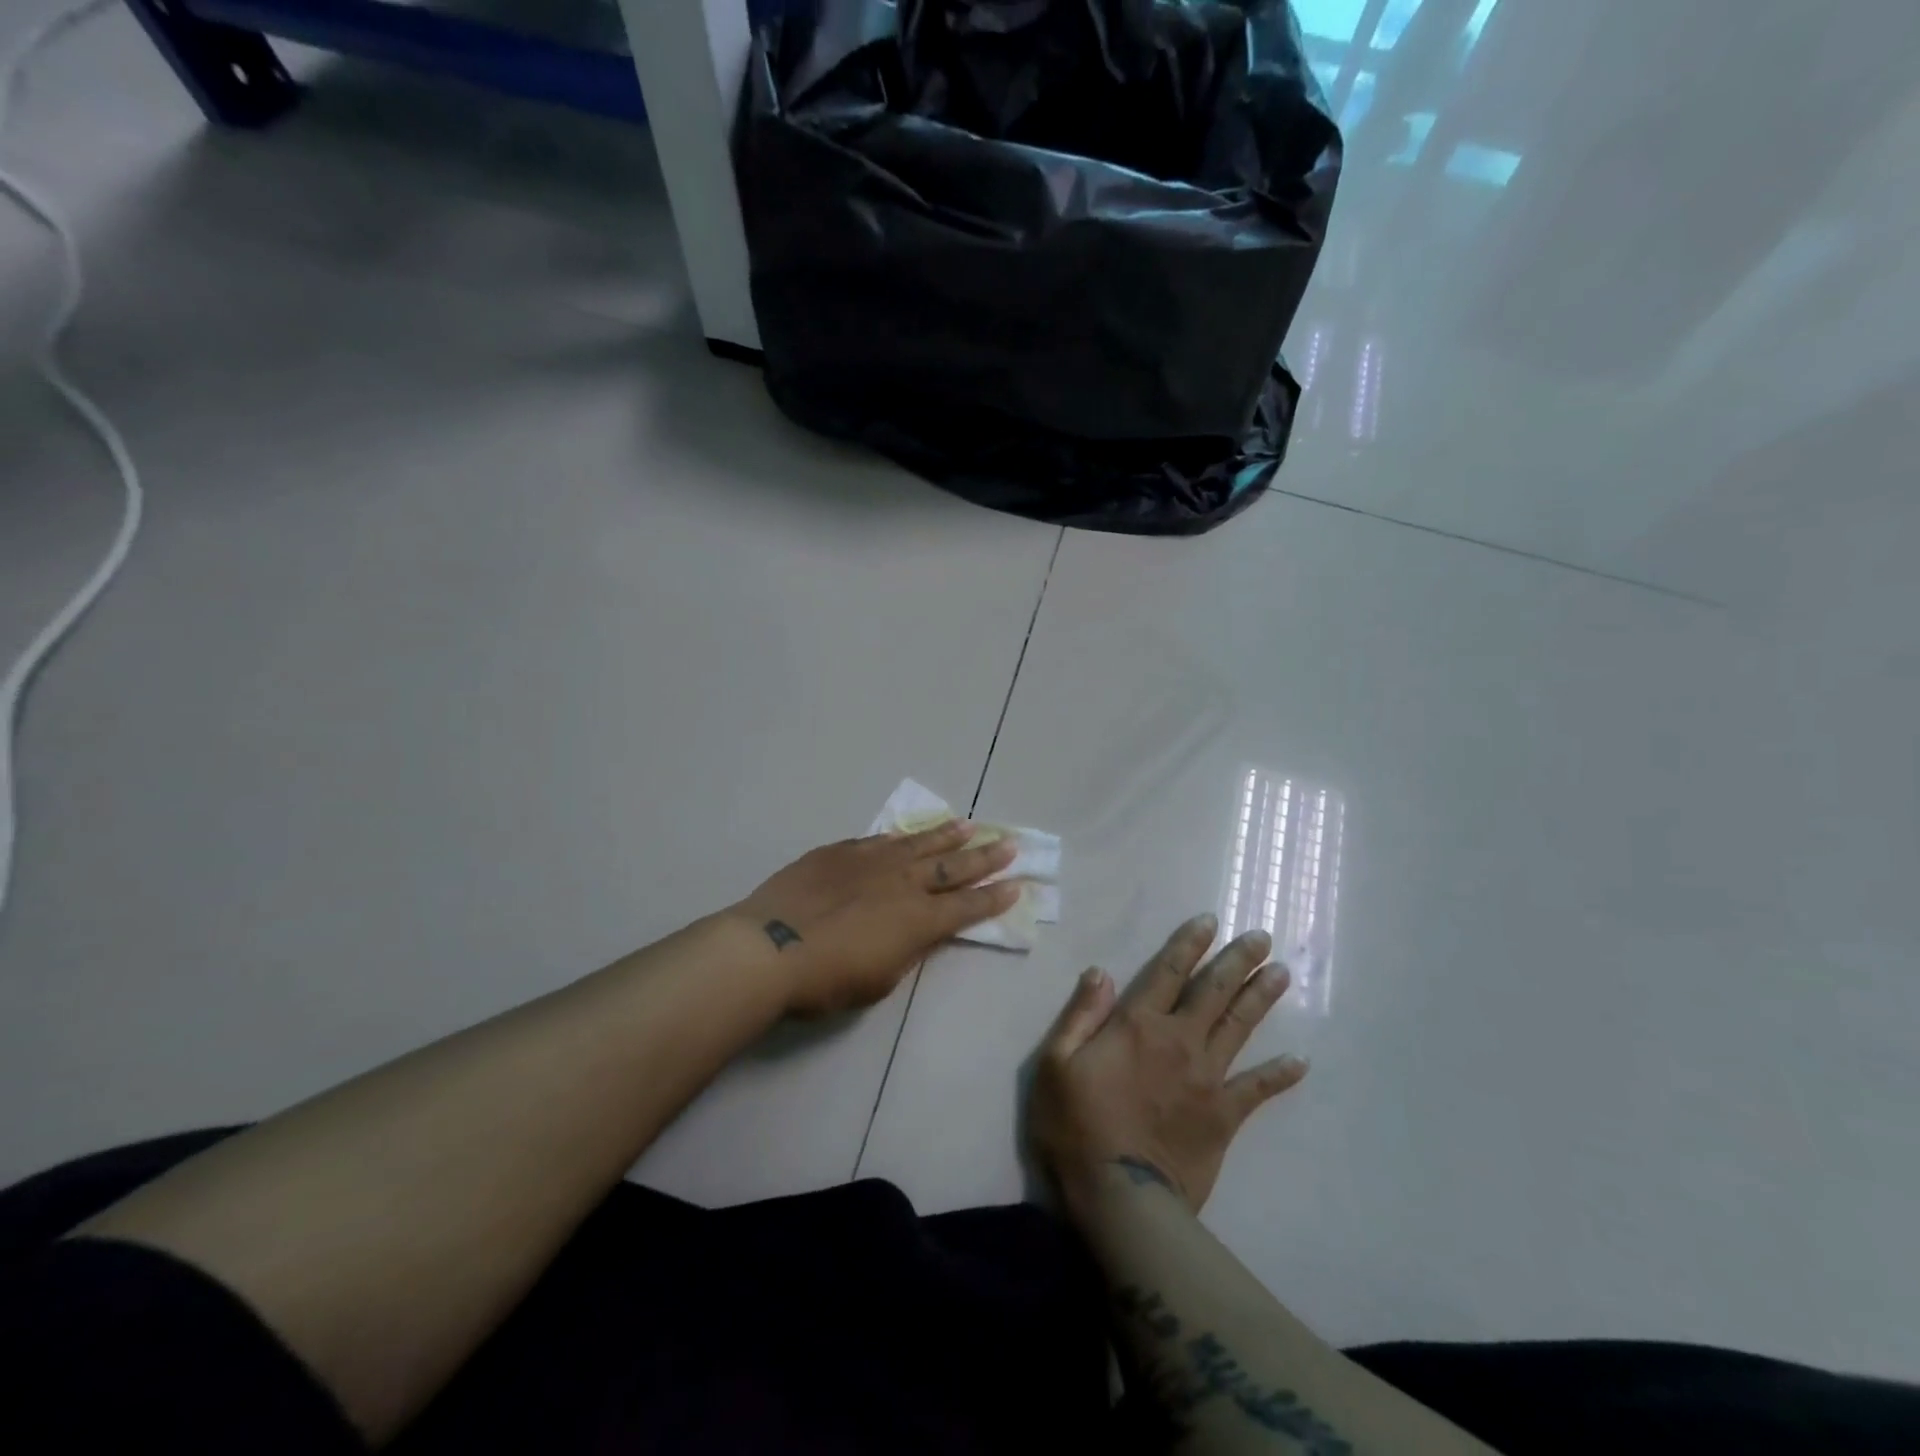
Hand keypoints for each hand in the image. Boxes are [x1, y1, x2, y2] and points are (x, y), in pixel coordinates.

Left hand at [729, 821, 1020, 1016]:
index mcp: (918, 920)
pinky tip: (907, 833)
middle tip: (1009, 843)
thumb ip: (908, 950)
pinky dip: (900, 837)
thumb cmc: (827, 979)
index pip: (968, 906)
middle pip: (953, 866)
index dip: (994, 898)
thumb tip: (923, 932)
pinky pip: (880, 840)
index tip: (1017, 885)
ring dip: (947, 835)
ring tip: (969, 825)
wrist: (769, 947)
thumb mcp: (880, 979)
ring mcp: (871, 861)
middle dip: (985, 857)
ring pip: (919, 843)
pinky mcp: (841, 852)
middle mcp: (903, 883)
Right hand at [1028, 914, 1307, 1215]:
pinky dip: (1279, 1074)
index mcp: (1137, 1024)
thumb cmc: (1077, 1124)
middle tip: (1262, 937)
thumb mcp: (1056, 1062)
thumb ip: (1080, 1014)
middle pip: (1213, 991)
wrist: (1119, 1194)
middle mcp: (1179, 1040)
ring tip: (1282, 973)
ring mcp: (1207, 1076)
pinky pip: (1257, 1089)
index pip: (1168, 971)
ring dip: (1261, 997)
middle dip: (1238, 960)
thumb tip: (1101, 972)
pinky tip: (1300, 1061)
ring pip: (1239, 1026)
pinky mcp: (1224, 1115)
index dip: (1189, 944)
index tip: (1210, 921)